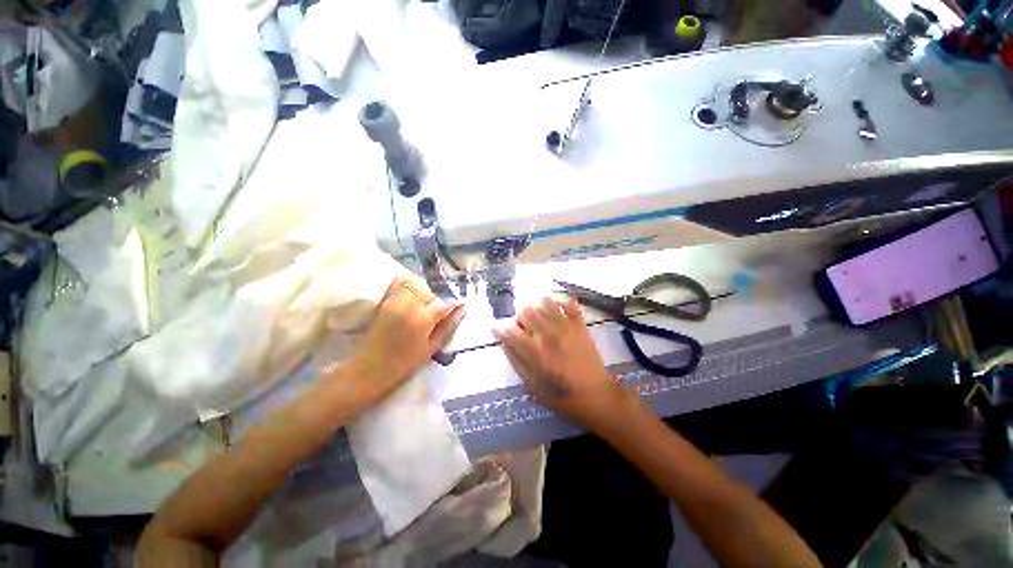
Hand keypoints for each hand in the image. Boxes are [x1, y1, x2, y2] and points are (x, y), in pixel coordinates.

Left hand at [353, 277, 464, 392]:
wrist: (370, 368)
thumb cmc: (405, 363)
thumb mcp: (432, 347)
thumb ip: (448, 326)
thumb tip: (462, 309)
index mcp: (423, 319)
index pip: (445, 303)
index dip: (453, 305)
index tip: (458, 307)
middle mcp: (409, 305)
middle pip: (430, 291)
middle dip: (436, 299)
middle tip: (435, 313)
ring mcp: (394, 300)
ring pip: (416, 283)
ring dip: (423, 291)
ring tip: (423, 304)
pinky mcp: (385, 300)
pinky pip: (399, 282)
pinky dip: (408, 284)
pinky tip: (412, 296)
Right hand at [493, 296, 636, 431]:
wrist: (597, 396)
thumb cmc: (562, 396)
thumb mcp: (532, 385)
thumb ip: (516, 361)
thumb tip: (504, 343)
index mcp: (534, 351)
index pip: (509, 330)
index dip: (499, 329)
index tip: (498, 331)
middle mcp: (548, 333)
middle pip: (525, 309)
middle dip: (518, 316)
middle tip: (523, 328)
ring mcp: (565, 326)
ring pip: (544, 301)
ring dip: (537, 307)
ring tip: (540, 319)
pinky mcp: (579, 324)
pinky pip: (569, 303)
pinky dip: (560, 303)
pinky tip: (557, 312)